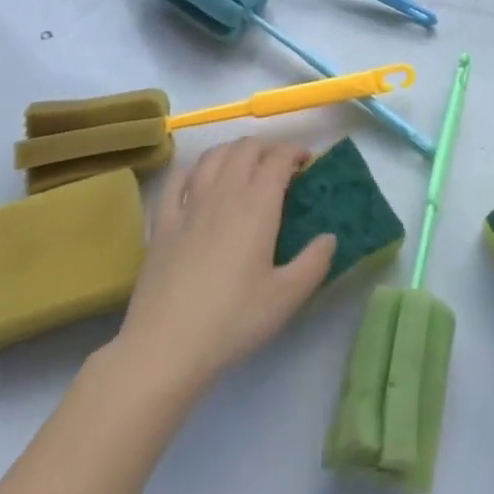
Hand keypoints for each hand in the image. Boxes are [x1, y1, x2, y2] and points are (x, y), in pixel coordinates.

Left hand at [115, 138, 335, 399]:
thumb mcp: (286, 298)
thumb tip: (330, 237)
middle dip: (267, 147)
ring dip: (234, 151)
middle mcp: (224, 191)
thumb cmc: (232, 320)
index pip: (279, 158)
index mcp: (257, 204)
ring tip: (244, 165)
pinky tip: (200, 179)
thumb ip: (314, 263)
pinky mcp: (163, 221)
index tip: (306, 162)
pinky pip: (179, 178)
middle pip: (246, 147)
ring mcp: (190, 203)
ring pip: (213, 155)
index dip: (295, 151)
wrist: (165, 346)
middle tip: (280, 165)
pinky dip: (195, 169)